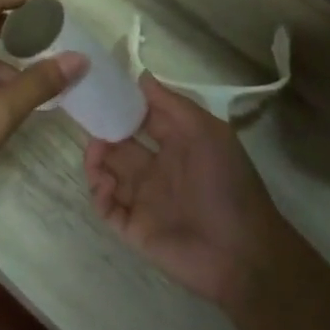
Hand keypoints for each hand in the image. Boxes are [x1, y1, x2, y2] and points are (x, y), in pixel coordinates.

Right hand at [83, 75, 290, 309]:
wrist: (243, 253)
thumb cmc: (228, 184)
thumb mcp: (208, 133)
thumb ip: (173, 105)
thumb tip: (141, 77)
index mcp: (176, 145)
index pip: (141, 119)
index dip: (121, 106)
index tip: (99, 90)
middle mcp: (157, 170)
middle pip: (118, 145)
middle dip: (101, 132)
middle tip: (86, 121)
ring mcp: (144, 200)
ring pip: (107, 174)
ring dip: (95, 161)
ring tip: (95, 154)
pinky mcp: (134, 228)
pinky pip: (106, 207)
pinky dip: (99, 193)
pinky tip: (107, 184)